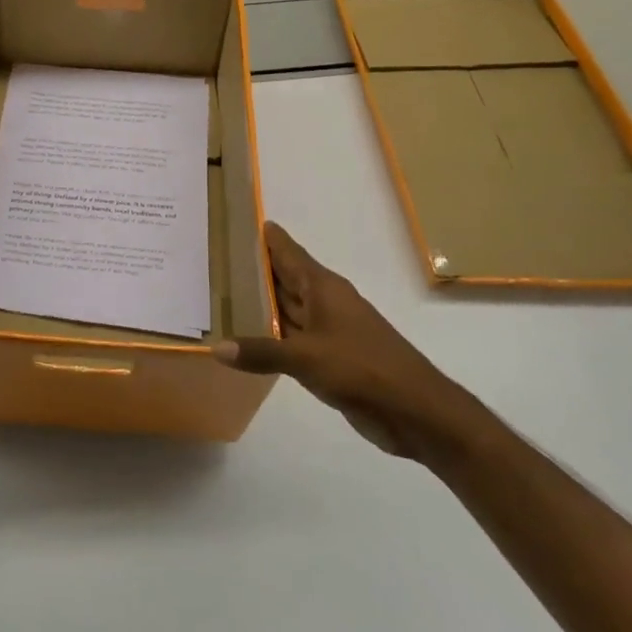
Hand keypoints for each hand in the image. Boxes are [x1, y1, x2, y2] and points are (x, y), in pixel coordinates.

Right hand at [212, 222, 476, 460]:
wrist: (416, 410)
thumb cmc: (362, 369)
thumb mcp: (306, 358)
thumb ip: (261, 352)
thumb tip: (216, 347)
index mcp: (323, 288)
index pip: (288, 252)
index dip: (265, 237)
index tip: (238, 221)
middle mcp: (325, 302)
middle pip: (285, 277)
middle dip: (255, 268)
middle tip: (216, 258)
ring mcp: (328, 330)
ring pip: (288, 308)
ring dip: (261, 302)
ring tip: (222, 292)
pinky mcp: (330, 357)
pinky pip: (292, 337)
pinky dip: (271, 334)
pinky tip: (248, 337)